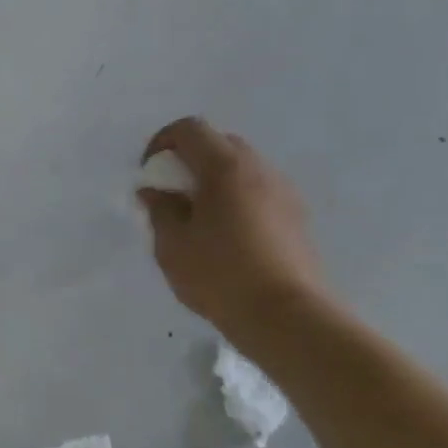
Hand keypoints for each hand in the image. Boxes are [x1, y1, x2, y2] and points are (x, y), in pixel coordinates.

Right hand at [139, 118, 331, 343]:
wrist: (288, 318)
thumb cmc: (220, 275)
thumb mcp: (172, 244)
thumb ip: (160, 209)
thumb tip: (155, 191)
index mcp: (225, 167)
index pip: (190, 129)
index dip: (162, 142)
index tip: (149, 172)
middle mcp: (259, 170)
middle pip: (219, 143)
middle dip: (190, 159)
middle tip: (172, 192)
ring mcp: (284, 193)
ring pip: (242, 168)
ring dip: (215, 179)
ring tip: (199, 217)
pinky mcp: (297, 218)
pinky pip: (259, 192)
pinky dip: (237, 198)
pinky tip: (227, 236)